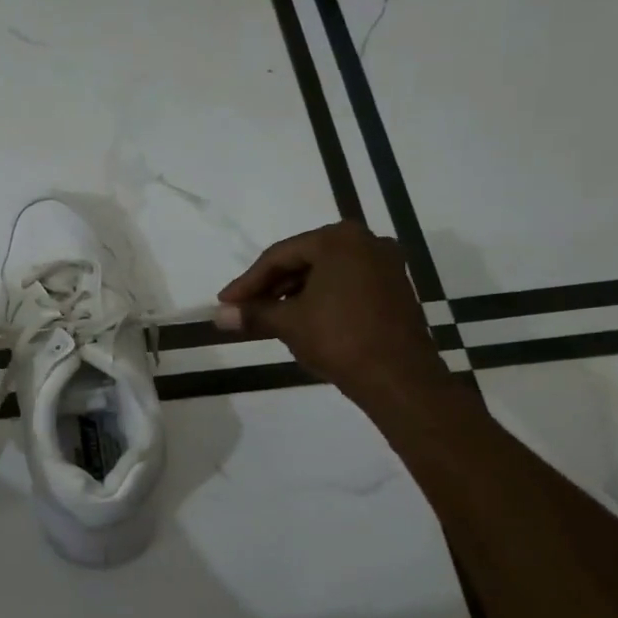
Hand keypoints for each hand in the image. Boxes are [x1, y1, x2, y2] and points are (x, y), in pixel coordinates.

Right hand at [215, 223, 449, 412]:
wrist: (399, 377)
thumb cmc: (339, 339)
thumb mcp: (289, 323)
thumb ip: (253, 313)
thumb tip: (218, 316)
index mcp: (338, 239)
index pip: (279, 256)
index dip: (248, 282)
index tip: (225, 302)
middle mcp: (366, 242)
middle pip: (303, 260)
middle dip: (270, 287)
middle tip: (243, 309)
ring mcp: (385, 265)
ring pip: (324, 273)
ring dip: (293, 294)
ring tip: (267, 318)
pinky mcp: (394, 288)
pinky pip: (345, 284)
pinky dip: (319, 298)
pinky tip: (300, 319)